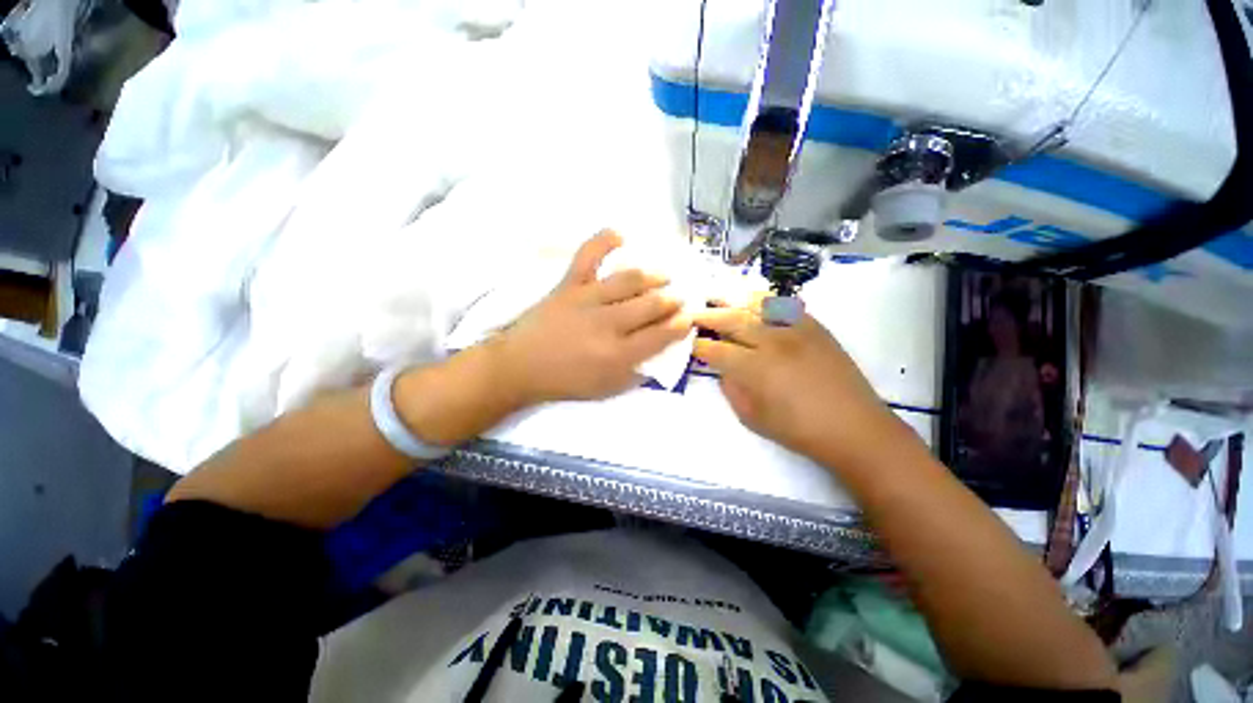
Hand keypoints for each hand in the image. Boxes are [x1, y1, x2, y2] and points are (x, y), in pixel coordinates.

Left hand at [494, 230, 690, 404]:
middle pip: (651, 305)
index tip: (688, 318)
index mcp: (618, 354)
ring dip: (653, 275)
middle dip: (672, 300)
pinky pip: (588, 255)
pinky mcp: (569, 284)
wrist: (520, 366)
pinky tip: (620, 235)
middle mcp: (608, 324)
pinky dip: (604, 240)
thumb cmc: (565, 381)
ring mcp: (588, 299)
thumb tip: (659, 356)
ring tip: (664, 276)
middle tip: (679, 297)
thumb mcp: (606, 389)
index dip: (681, 325)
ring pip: (629, 280)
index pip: (661, 335)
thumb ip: (635, 374)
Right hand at [692, 300, 908, 469]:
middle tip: (692, 314)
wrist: (854, 427)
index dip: (698, 346)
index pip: (716, 349)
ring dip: (731, 300)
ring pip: (755, 305)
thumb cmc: (798, 429)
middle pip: (731, 320)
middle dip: (707, 316)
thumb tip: (722, 368)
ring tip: (716, 297)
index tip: (689, 343)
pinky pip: (783, 305)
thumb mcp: (751, 417)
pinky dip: (763, 299)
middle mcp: (772, 341)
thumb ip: (731, 388)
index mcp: (754, 368)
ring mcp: (795, 329)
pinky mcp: (813, 326)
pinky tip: (751, 300)